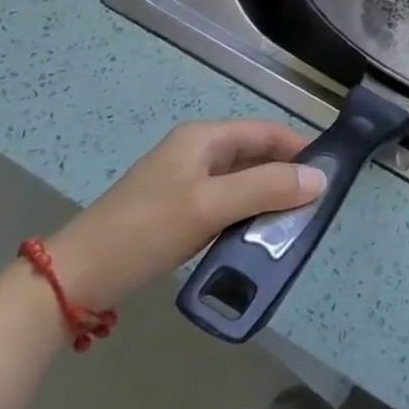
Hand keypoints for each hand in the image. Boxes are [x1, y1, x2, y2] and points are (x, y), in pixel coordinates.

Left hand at [45, 120, 325, 309]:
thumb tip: (320, 178)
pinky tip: (258, 236)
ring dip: (267, 197)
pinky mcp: (177, 210)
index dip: (299, 147)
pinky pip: (225, 203)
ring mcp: (184, 181)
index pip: (266, 131)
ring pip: (241, 181)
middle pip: (255, 154)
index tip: (331, 170)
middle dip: (286, 174)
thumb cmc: (147, 229)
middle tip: (317, 202)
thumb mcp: (211, 206)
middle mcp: (196, 152)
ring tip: (295, 222)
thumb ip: (267, 188)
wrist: (77, 277)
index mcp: (204, 138)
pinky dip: (247, 214)